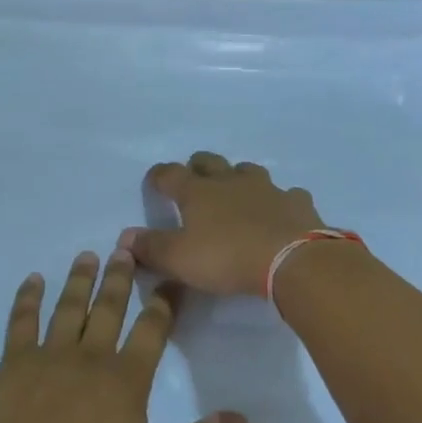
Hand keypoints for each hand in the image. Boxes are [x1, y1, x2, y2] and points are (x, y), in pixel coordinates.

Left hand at [0, 249, 249, 422]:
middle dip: (119, 278)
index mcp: (125, 380)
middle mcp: (89, 357)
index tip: (171, 280)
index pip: (151, 331)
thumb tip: (243, 421)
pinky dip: (27, 298)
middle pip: (108, 308)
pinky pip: (23, 321)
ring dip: (79, 279)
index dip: (164, 304)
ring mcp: (49, 355)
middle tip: (124, 248)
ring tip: (87, 255)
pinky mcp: (15, 362)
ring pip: (69, 307)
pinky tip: (32, 281)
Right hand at [121, 152, 341, 297]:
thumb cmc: (227, 257)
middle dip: (198, 166)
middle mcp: (229, 181)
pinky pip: (287, 194)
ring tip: (236, 191)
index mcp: (197, 192)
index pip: (169, 174)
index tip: (153, 182)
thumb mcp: (179, 259)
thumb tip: (124, 238)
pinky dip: (279, 200)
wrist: (293, 261)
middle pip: (209, 162)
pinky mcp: (297, 203)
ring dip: (238, 177)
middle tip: (194, 179)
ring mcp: (267, 189)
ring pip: (248, 171)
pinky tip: (280, 211)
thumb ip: (150, 248)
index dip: (158, 176)